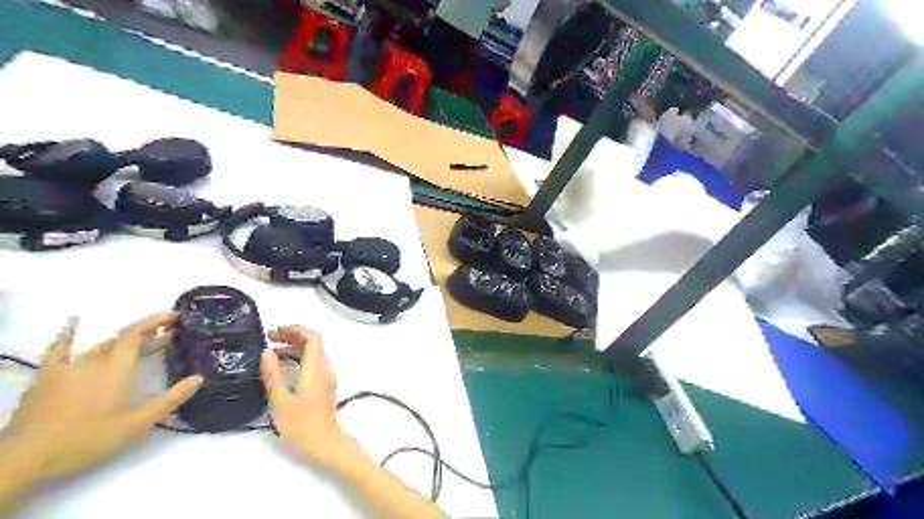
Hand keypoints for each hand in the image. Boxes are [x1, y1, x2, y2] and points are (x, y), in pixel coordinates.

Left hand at [1, 312, 202, 481]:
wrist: (24, 457)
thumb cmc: (88, 438)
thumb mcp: (137, 423)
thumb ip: (170, 399)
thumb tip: (198, 378)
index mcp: (116, 368)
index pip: (137, 334)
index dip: (156, 321)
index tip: (175, 315)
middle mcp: (93, 361)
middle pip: (122, 340)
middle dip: (148, 335)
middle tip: (169, 337)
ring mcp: (66, 367)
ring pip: (100, 346)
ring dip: (122, 341)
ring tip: (139, 344)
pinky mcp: (47, 377)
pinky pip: (59, 349)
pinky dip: (69, 335)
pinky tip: (73, 324)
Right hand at [261, 328, 353, 470]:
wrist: (326, 445)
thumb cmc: (302, 425)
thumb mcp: (280, 400)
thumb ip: (273, 374)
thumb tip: (267, 351)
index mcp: (316, 368)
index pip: (313, 337)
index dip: (295, 329)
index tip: (275, 331)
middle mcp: (324, 368)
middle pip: (313, 343)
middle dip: (292, 337)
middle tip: (269, 339)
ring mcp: (326, 378)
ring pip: (312, 354)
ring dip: (294, 349)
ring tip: (271, 353)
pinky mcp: (323, 387)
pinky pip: (312, 365)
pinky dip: (298, 360)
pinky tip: (281, 369)